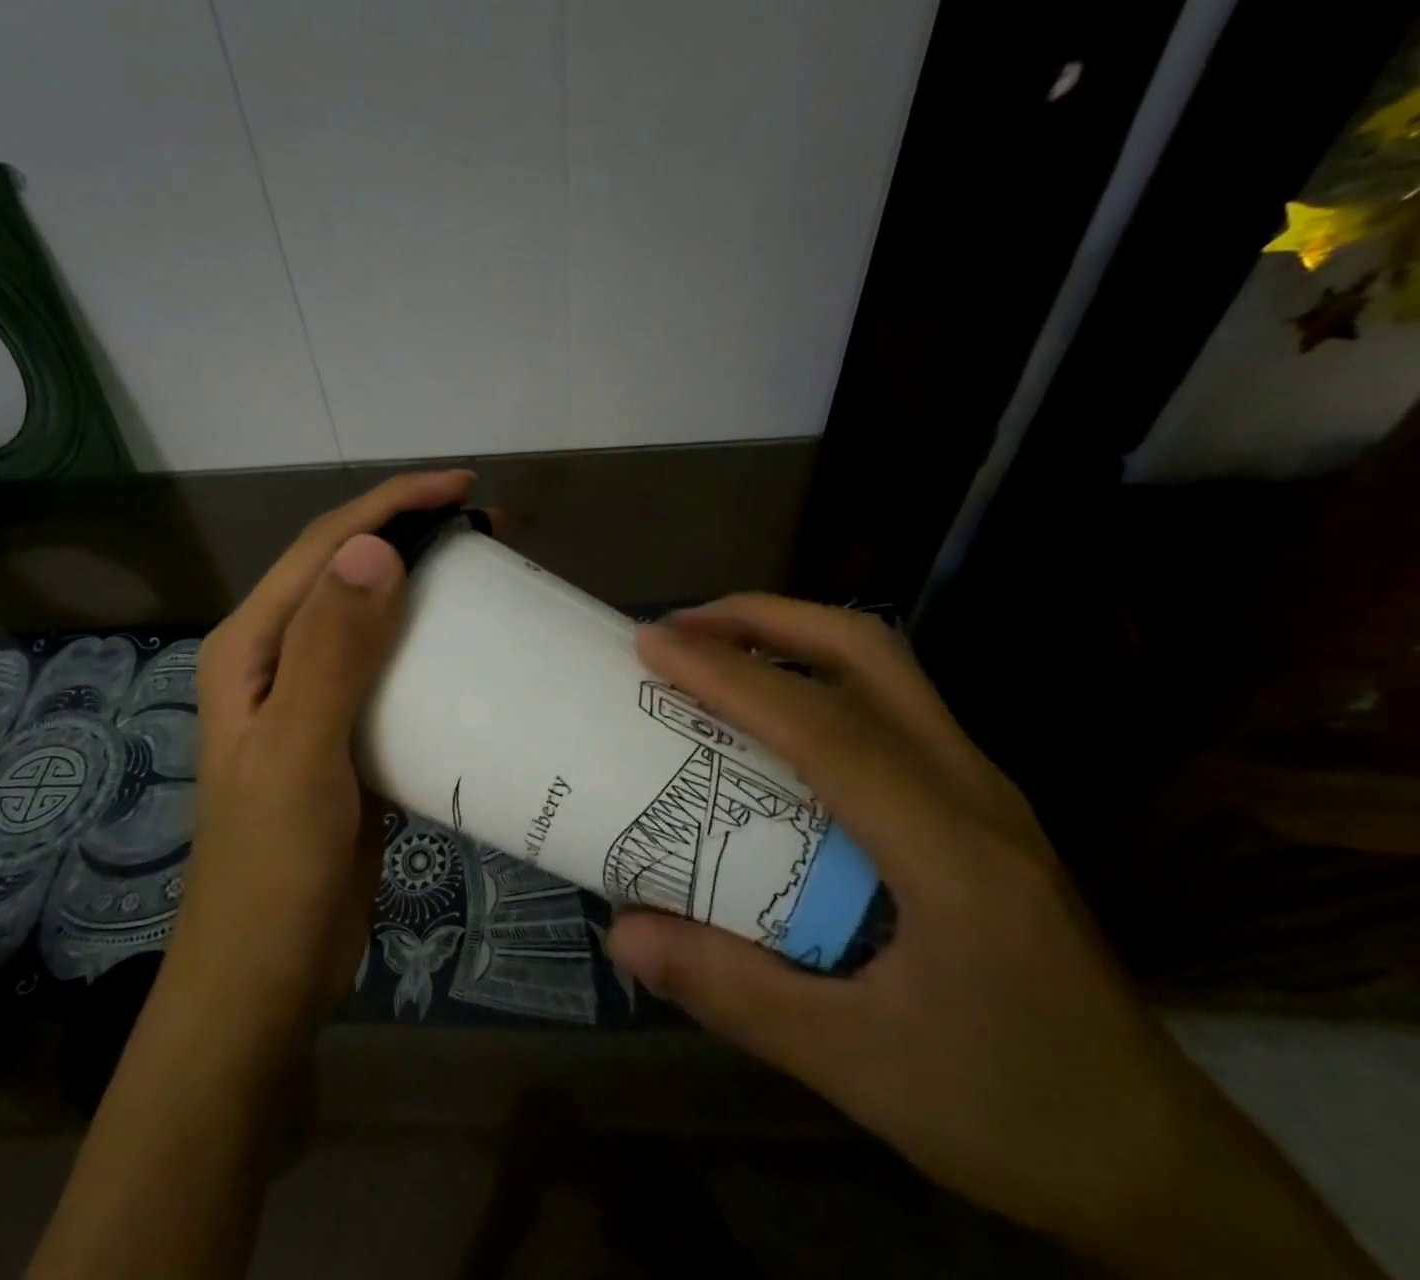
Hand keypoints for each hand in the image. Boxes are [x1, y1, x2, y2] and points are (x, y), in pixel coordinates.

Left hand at [31, 471, 473, 1279]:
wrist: (267, 976)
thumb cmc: (273, 869)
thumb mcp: (302, 756)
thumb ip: (333, 653)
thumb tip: (373, 550)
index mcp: (252, 646)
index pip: (324, 549)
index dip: (390, 505)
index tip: (463, 489)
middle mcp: (277, 659)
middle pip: (347, 572)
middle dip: (411, 536)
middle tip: (489, 531)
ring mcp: (311, 697)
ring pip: (372, 618)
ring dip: (425, 589)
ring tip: (489, 578)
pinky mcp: (345, 734)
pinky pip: (391, 670)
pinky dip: (430, 648)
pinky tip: (472, 652)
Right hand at [609, 596, 1379, 1277]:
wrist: (1157, 1160)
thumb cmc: (1010, 1108)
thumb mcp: (857, 1066)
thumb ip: (733, 992)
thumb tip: (622, 932)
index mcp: (948, 846)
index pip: (821, 727)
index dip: (728, 675)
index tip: (651, 644)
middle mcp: (972, 789)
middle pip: (869, 653)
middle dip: (766, 619)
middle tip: (683, 628)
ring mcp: (982, 788)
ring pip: (886, 668)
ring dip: (793, 638)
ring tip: (714, 651)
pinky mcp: (978, 804)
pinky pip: (889, 705)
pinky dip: (816, 678)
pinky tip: (773, 718)